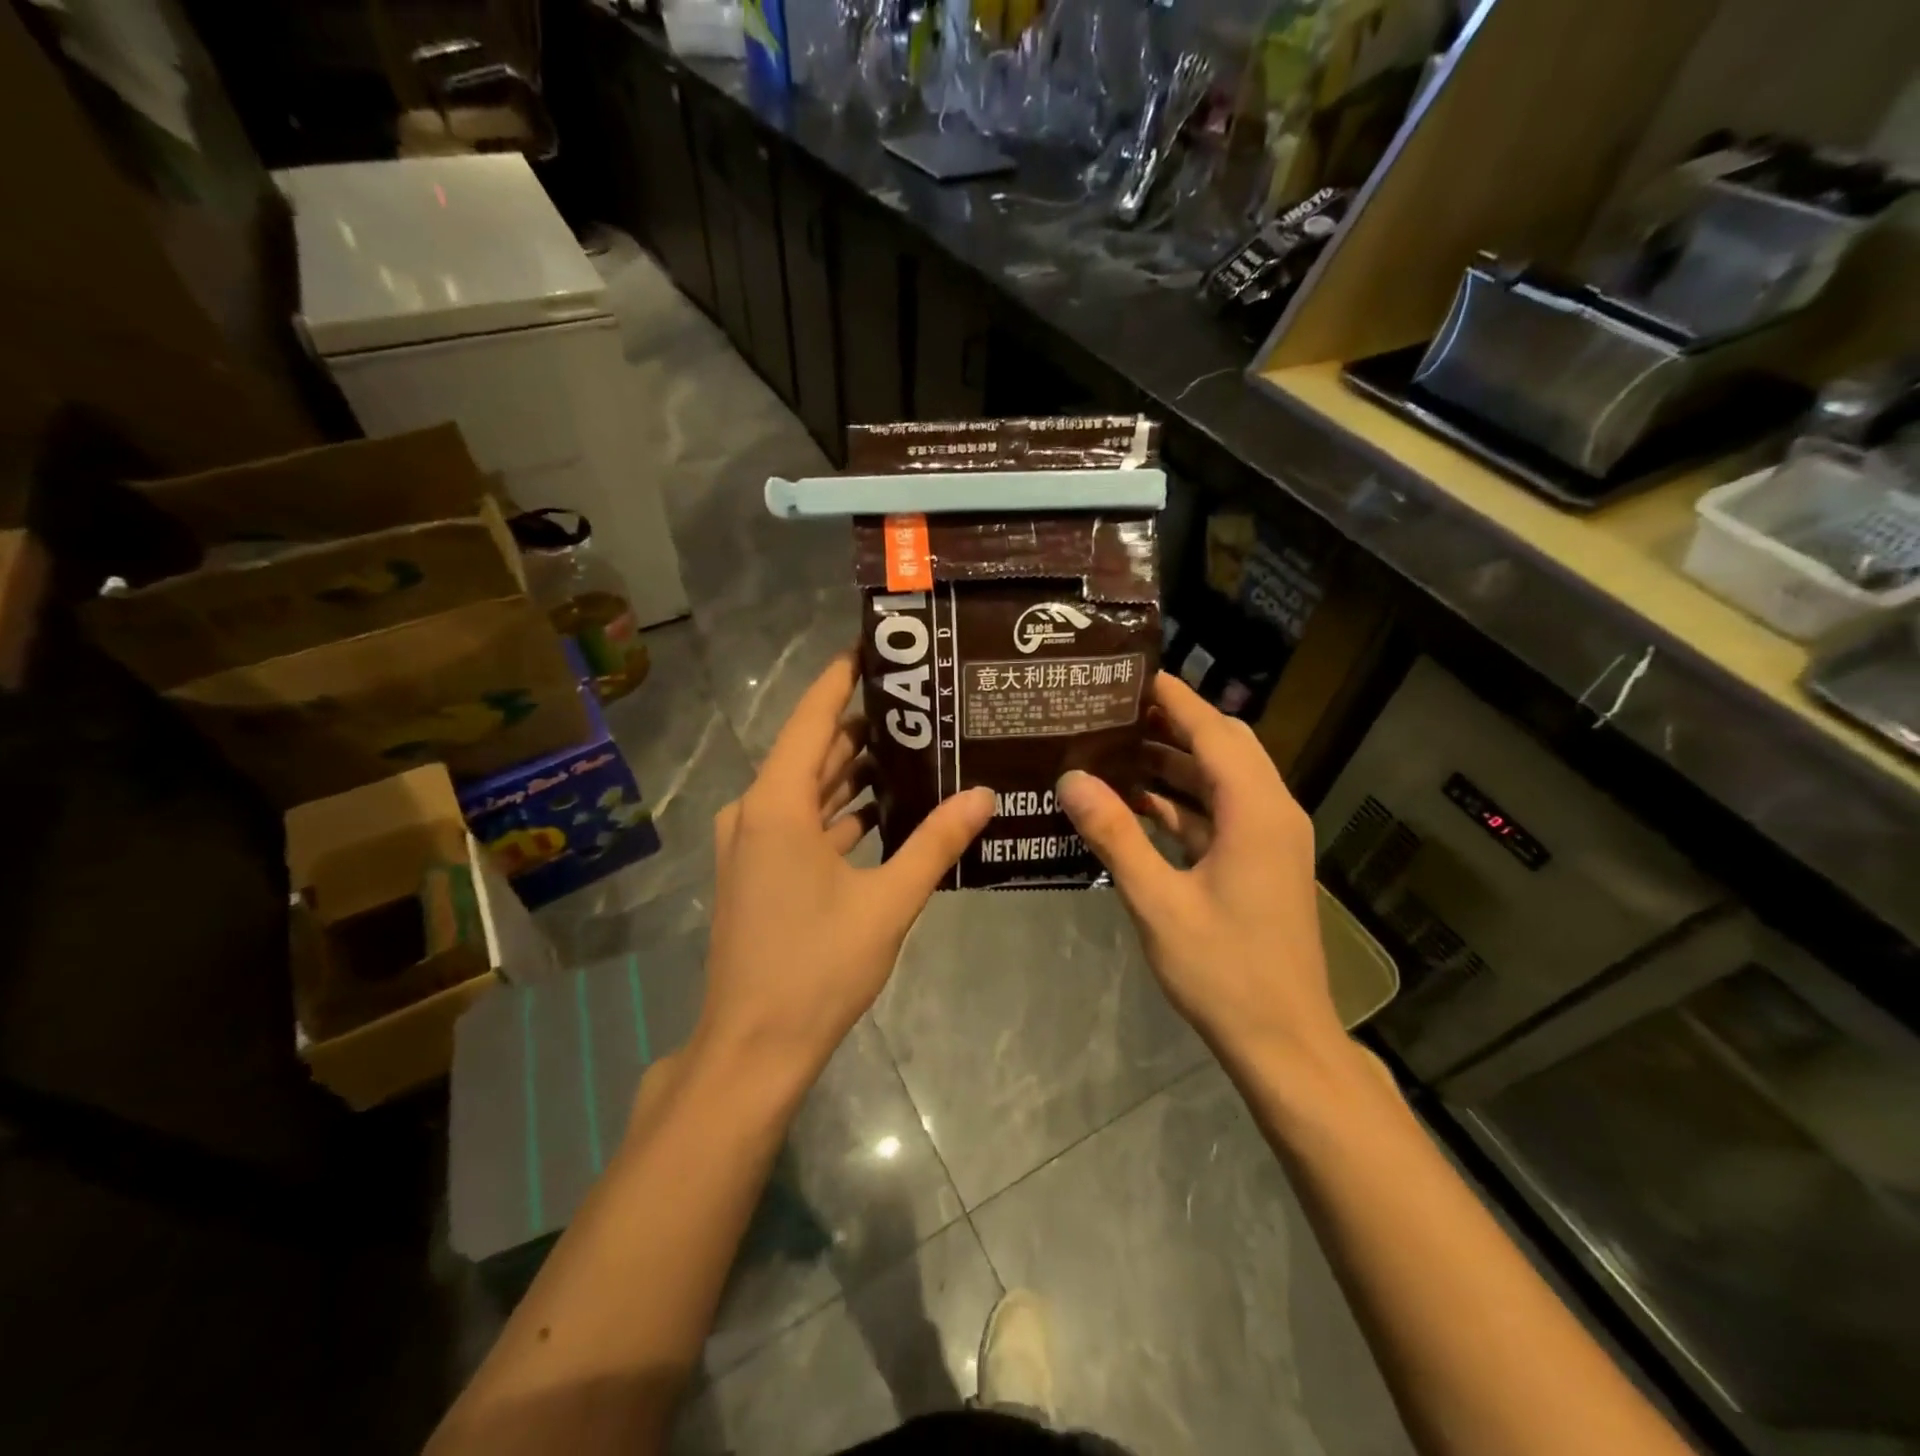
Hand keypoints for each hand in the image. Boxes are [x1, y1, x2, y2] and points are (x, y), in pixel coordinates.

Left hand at [693, 652, 994, 1089]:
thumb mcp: (887, 901)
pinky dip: (841, 812)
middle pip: (814, 751)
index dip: (842, 677)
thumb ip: (936, 843)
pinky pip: (803, 824)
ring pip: (809, 790)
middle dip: (864, 728)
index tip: (878, 648)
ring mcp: (753, 844)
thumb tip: (985, 794)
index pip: (812, 716)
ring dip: (855, 772)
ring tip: (916, 748)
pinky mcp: (758, 872)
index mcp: (776, 803)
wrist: (752, 1048)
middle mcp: (756, 811)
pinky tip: (887, 809)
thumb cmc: (816, 968)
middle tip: (923, 705)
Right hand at [1056, 672, 1345, 1068]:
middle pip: (1224, 746)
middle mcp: (1272, 812)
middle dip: (1173, 723)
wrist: (1283, 1040)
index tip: (1130, 673)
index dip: (1175, 698)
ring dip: (1176, 763)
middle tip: (1115, 709)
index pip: (1214, 731)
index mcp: (1256, 811)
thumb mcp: (1157, 901)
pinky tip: (1136, 804)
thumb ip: (1115, 835)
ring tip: (1115, 747)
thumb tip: (1071, 780)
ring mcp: (1270, 839)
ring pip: (1222, 780)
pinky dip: (1182, 801)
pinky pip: (1221, 813)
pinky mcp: (1261, 863)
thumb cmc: (1223, 970)